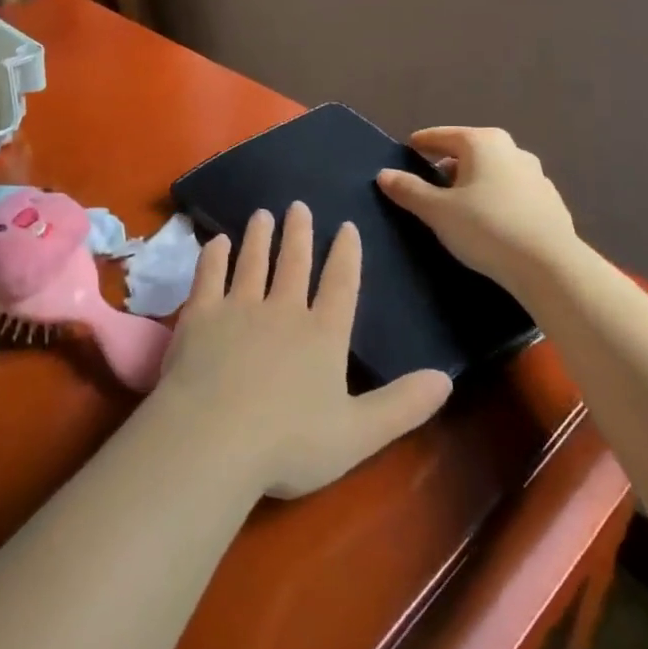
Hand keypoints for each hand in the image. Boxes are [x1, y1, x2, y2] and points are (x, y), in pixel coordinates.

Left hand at [155, 202, 451, 499]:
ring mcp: (239, 307)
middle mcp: (283, 310)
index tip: (346, 226)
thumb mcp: (359, 433)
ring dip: (259, 236)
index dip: (346, 254)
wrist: (214, 436)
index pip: (340, 284)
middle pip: (295, 262)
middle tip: (298, 205)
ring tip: (262, 214)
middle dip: (299, 232)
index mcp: (323, 335)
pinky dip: (214, 256)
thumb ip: (403, 406)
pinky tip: (216, 242)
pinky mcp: (201, 314)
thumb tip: (446, 378)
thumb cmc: (290, 443)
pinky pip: (209, 275)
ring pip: (253, 261)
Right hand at [376, 127, 579, 282]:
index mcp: (482, 143)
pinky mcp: (551, 202)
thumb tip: (384, 174)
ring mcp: (536, 176)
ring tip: (461, 203)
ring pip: (495, 170)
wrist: (550, 266)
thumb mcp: (437, 211)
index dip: (423, 142)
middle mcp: (512, 150)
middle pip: (471, 151)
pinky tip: (491, 221)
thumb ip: (409, 190)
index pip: (443, 135)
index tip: (410, 148)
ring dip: (476, 181)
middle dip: (450, 162)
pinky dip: (497, 198)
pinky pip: (513, 192)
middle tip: (432, 179)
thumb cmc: (486, 228)